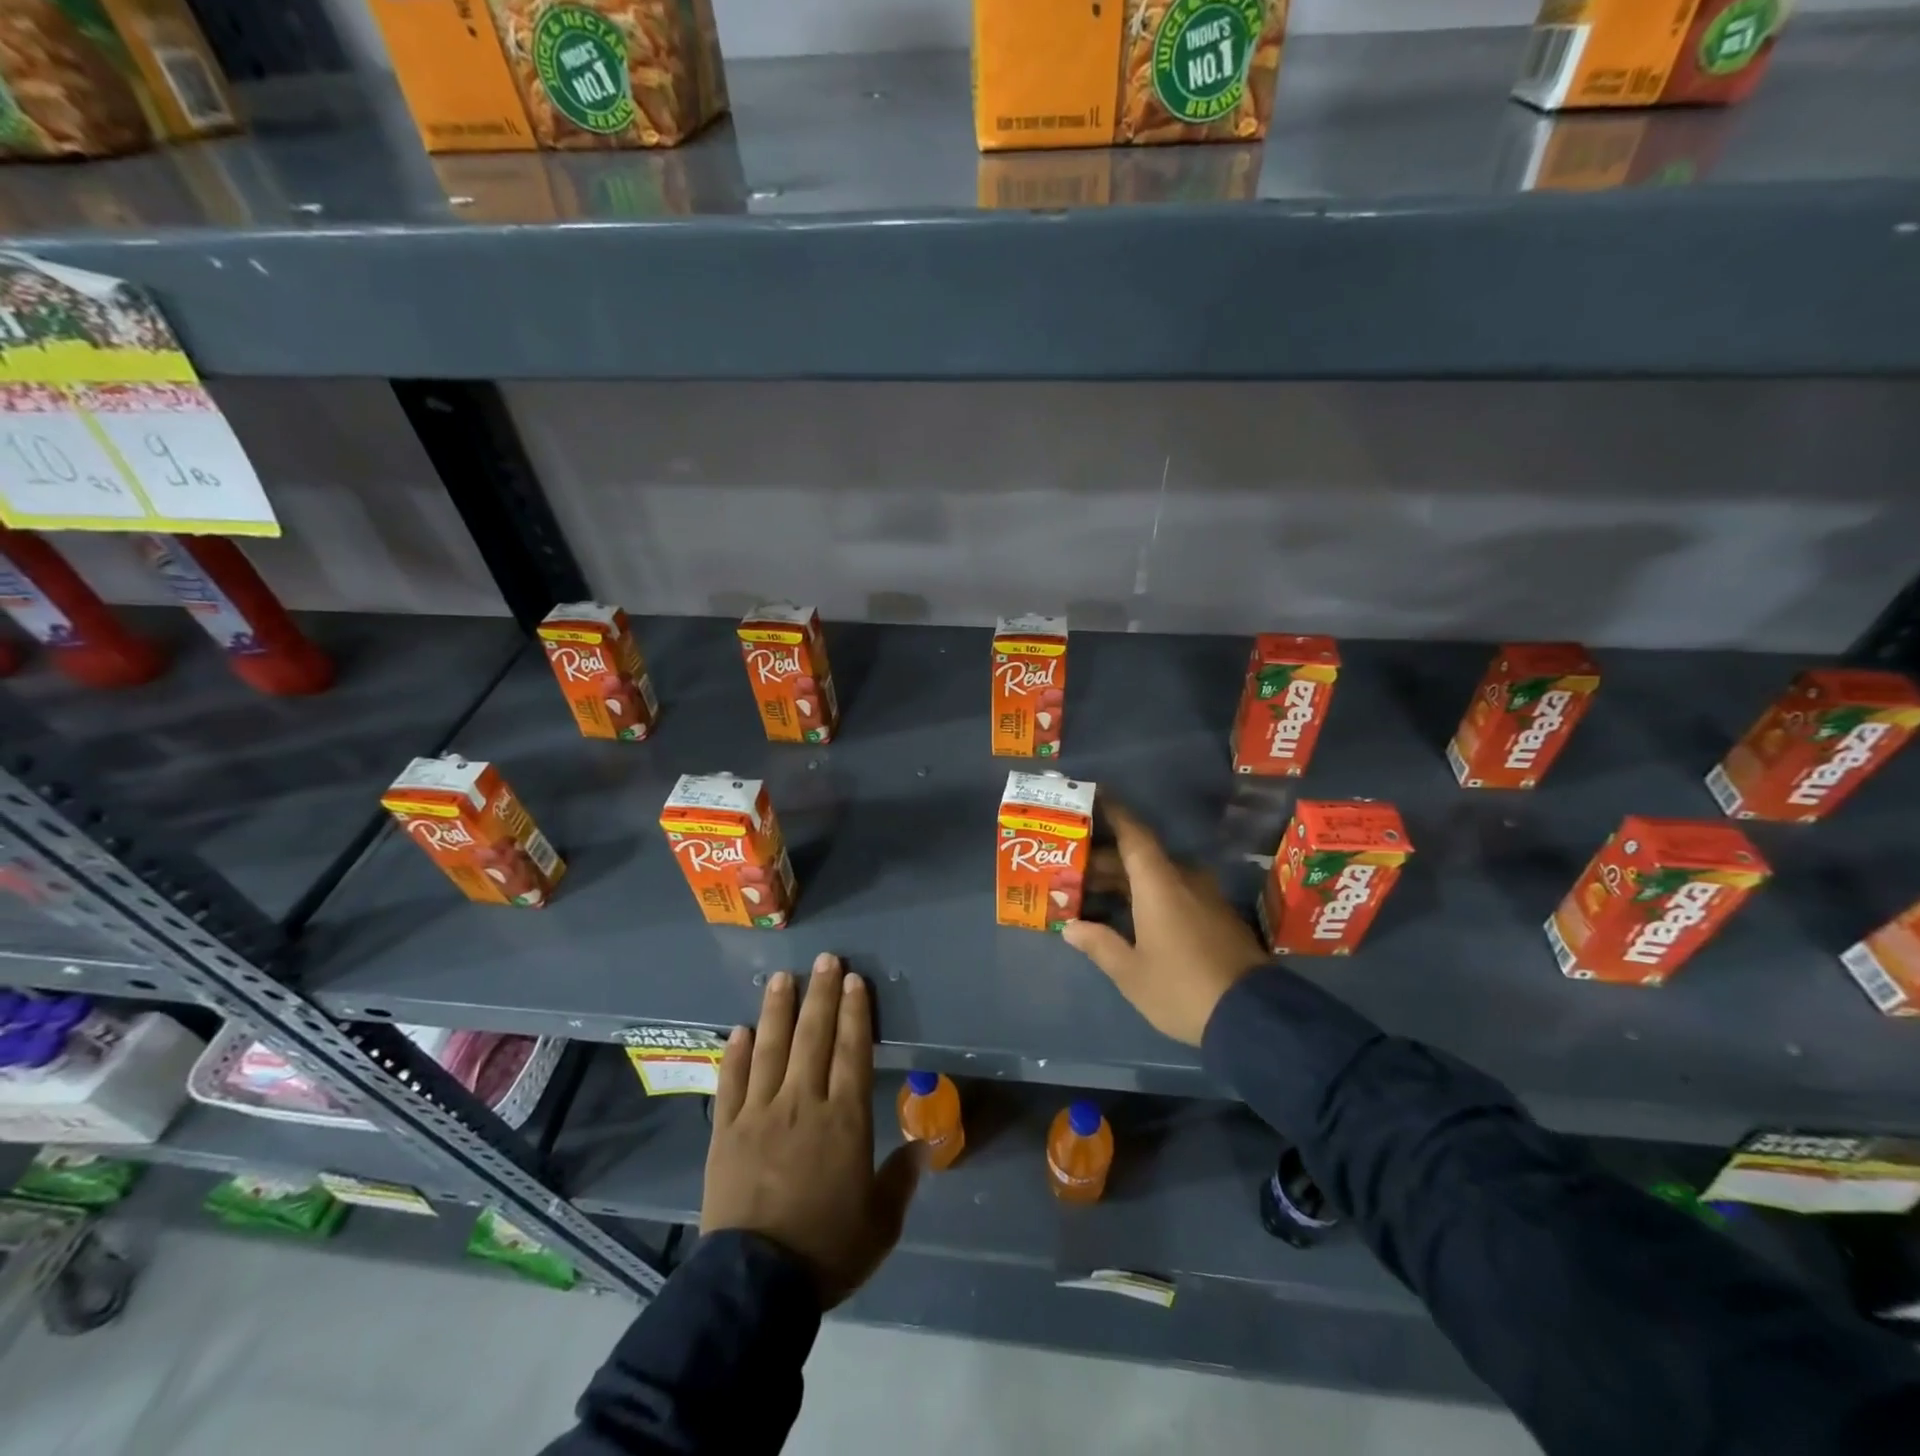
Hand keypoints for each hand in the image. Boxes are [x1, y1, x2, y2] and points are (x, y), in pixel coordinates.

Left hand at [703, 953, 923, 1307]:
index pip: (852, 1050)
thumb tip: (924, 1146)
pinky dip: (736, 1054)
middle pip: (813, 1037)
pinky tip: (741, 1030)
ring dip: (778, 1009)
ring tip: (783, 977)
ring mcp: (760, 1113)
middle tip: (825, 960)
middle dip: (821, 994)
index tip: (854, 981)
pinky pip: (731, 1082)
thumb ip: (901, 1179)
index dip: (854, 1012)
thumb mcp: (880, 1224)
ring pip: (772, 1048)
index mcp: (844, 1119)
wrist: (756, 1286)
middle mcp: (803, 1103)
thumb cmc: (826, 1250)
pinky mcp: (725, 1132)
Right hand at [1063, 801, 1267, 1044]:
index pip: (1133, 833)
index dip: (1112, 812)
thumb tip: (1071, 927)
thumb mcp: (1131, 973)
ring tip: (1091, 891)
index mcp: (1159, 883)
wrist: (1253, 1016)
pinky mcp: (1217, 916)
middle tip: (1072, 866)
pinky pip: (1174, 891)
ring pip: (1157, 875)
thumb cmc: (1181, 988)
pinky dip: (1147, 894)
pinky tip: (1128, 913)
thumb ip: (1099, 944)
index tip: (1092, 796)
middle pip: (1140, 856)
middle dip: (1105, 859)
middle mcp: (1184, 879)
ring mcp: (1205, 897)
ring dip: (1125, 880)